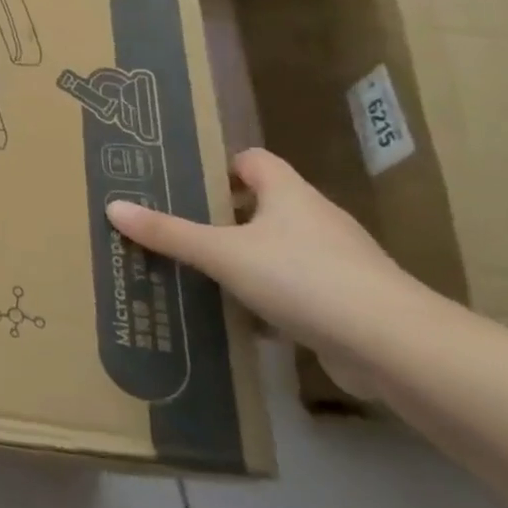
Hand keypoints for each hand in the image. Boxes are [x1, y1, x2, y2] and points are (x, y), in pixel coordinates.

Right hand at [106, 148, 427, 396]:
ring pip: (282, 249)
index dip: (223, 167)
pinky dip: (273, 296)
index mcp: (289, 194)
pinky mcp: (350, 302)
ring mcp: (340, 262)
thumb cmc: (303, 278)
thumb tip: (114, 206)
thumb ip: (169, 233)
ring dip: (249, 259)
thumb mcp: (222, 254)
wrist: (394, 346)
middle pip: (266, 205)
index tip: (188, 183)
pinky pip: (301, 288)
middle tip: (181, 228)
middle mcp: (317, 219)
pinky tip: (245, 316)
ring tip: (204, 273)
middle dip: (226, 216)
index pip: (254, 160)